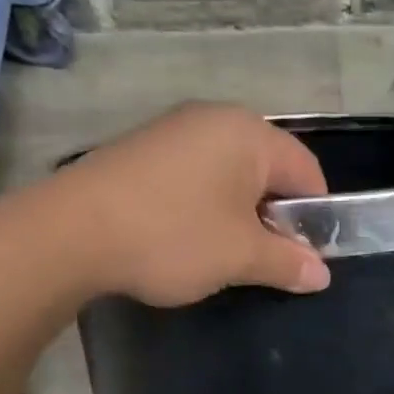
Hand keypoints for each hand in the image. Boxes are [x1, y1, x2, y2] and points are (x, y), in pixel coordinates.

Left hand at [59, 102, 331, 305]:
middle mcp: (215, 119)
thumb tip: (321, 274)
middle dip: (274, 216)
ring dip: (237, 213)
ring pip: (229, 173)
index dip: (315, 216)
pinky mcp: (142, 149)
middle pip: (268, 169)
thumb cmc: (173, 236)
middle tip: (264, 258)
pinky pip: (193, 174)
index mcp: (250, 134)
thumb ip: (287, 262)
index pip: (307, 171)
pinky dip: (203, 204)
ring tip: (222, 253)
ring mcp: (173, 130)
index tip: (304, 257)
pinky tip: (184, 236)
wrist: (72, 232)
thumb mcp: (240, 257)